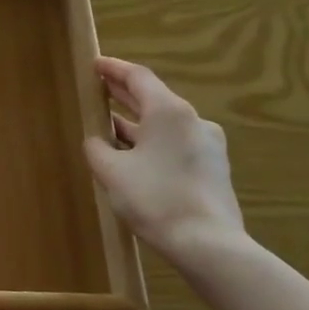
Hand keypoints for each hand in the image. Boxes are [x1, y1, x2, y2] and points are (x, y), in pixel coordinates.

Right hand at [83, 57, 243, 253]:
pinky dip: (153, 143)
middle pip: (154, 98)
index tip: (95, 64)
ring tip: (110, 127)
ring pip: (165, 125)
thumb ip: (97, 148)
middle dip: (124, 94)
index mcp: (169, 112)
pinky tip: (135, 157)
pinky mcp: (213, 169)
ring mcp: (207, 145)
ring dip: (137, 123)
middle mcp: (193, 120)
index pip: (138, 77)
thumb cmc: (155, 198)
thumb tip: (96, 140)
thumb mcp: (111, 171)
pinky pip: (176, 145)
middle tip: (99, 88)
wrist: (208, 245)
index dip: (114, 69)